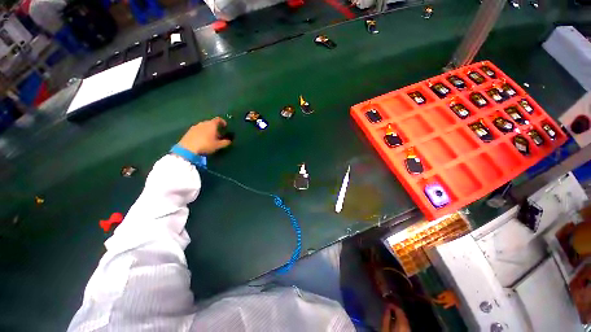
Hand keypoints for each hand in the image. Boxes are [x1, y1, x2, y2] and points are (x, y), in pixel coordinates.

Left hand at [178, 117, 231, 154]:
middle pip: (211, 123)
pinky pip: (198, 130)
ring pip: (204, 126)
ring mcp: (195, 126)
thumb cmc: (206, 145)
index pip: (218, 119)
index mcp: (211, 124)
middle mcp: (203, 123)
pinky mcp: (189, 131)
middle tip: (218, 135)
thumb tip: (229, 141)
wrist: (188, 149)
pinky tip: (202, 140)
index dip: (223, 122)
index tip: (225, 127)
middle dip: (215, 128)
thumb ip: (225, 142)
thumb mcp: (218, 145)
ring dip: (208, 130)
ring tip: (210, 138)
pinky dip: (202, 133)